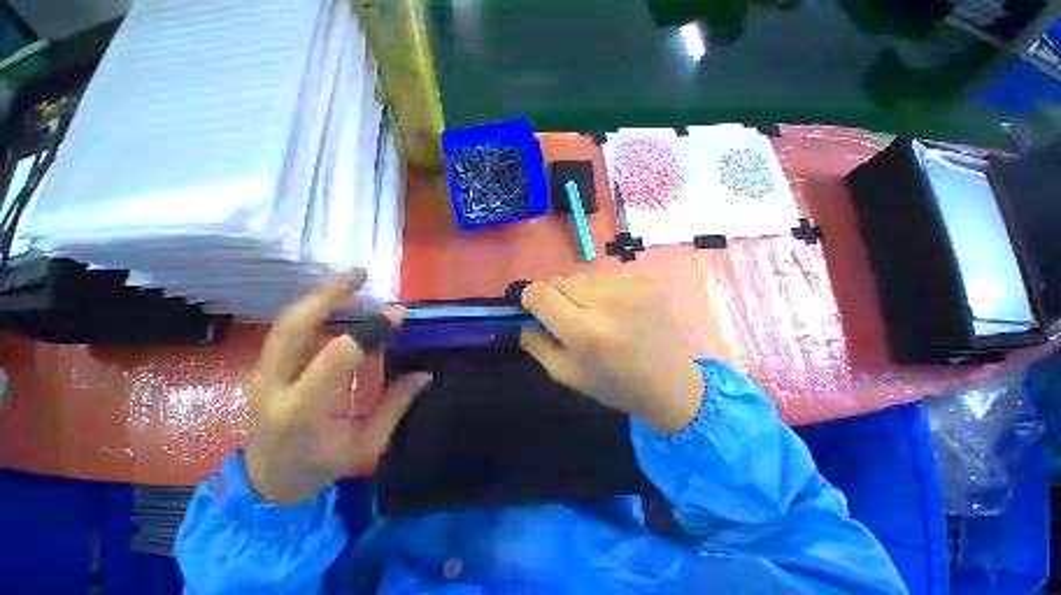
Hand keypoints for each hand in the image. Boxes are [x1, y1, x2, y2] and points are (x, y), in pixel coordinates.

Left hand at [244, 275, 431, 504]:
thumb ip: (395, 406)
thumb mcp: (365, 445)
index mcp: (302, 410)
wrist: (265, 482)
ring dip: (319, 297)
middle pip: (294, 326)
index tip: (398, 314)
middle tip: (361, 276)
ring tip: (351, 281)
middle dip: (328, 295)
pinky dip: (312, 310)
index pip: (337, 356)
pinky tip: (334, 302)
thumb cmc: (318, 468)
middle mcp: (274, 386)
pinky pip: (286, 330)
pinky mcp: (262, 369)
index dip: (370, 329)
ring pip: (285, 322)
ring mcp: (261, 374)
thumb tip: (424, 374)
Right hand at [520, 274, 703, 433]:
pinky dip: (605, 292)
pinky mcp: (649, 282)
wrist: (672, 386)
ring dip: (581, 293)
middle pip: (560, 280)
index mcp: (584, 332)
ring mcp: (632, 288)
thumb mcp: (565, 374)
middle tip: (568, 316)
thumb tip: (524, 318)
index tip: (533, 307)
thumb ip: (535, 344)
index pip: (539, 293)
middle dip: (556, 296)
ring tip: (596, 314)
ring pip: (584, 277)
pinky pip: (609, 278)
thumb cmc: (614, 386)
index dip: (529, 297)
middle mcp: (607, 303)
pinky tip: (619, 311)